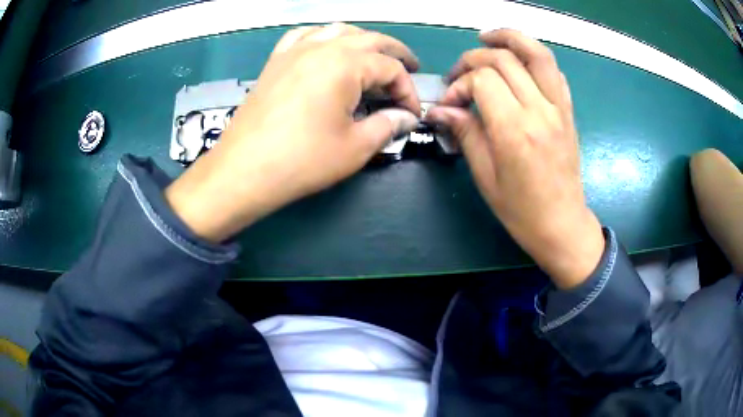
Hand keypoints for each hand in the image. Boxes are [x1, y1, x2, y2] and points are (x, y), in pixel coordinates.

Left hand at [166, 23, 420, 242]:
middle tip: (410, 69)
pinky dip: (323, 38)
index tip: (411, 115)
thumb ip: (387, 126)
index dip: (407, 91)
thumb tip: (405, 118)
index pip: (390, 68)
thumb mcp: (355, 147)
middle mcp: (322, 47)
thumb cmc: (302, 160)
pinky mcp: (276, 61)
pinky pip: (303, 36)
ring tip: (373, 57)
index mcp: (346, 64)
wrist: (244, 170)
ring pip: (338, 31)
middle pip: (369, 39)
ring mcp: (294, 51)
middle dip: (395, 54)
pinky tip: (326, 49)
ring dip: (362, 41)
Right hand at [427, 29, 603, 288]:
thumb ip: (465, 134)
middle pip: (504, 60)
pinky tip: (519, 62)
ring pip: (537, 53)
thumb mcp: (485, 176)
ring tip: (488, 38)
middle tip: (460, 75)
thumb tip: (440, 110)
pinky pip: (554, 71)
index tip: (449, 104)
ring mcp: (559, 108)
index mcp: (516, 130)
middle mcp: (540, 111)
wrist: (562, 224)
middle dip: (474, 60)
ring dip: (510, 38)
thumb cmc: (521, 210)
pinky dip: (534, 57)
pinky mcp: (568, 111)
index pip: (482, 81)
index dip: (460, 85)